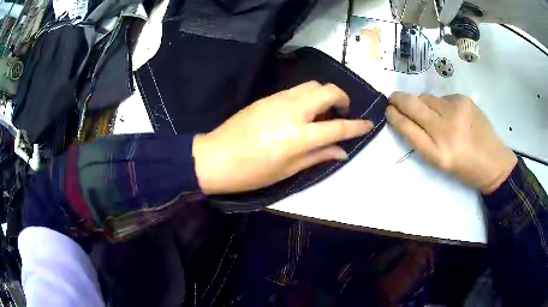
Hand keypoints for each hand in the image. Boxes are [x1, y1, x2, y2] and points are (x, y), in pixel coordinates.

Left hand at [193, 81, 372, 194]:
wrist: (215, 157)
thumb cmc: (252, 172)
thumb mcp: (288, 170)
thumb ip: (318, 156)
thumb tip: (342, 152)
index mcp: (299, 135)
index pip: (338, 126)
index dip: (357, 126)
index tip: (369, 124)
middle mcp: (292, 110)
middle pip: (328, 90)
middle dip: (342, 98)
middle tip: (341, 113)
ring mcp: (278, 99)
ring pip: (312, 84)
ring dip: (325, 94)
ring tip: (323, 111)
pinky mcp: (267, 97)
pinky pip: (296, 89)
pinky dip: (308, 95)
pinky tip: (304, 110)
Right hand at [386, 92, 516, 193]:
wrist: (493, 161)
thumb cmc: (464, 168)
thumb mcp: (440, 162)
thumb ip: (421, 140)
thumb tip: (407, 116)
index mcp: (437, 153)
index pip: (407, 127)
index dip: (394, 116)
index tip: (388, 110)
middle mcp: (445, 130)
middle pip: (413, 105)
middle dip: (399, 99)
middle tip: (394, 99)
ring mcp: (455, 111)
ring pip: (427, 98)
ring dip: (423, 104)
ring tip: (434, 115)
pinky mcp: (463, 100)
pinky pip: (442, 97)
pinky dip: (441, 104)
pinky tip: (452, 115)